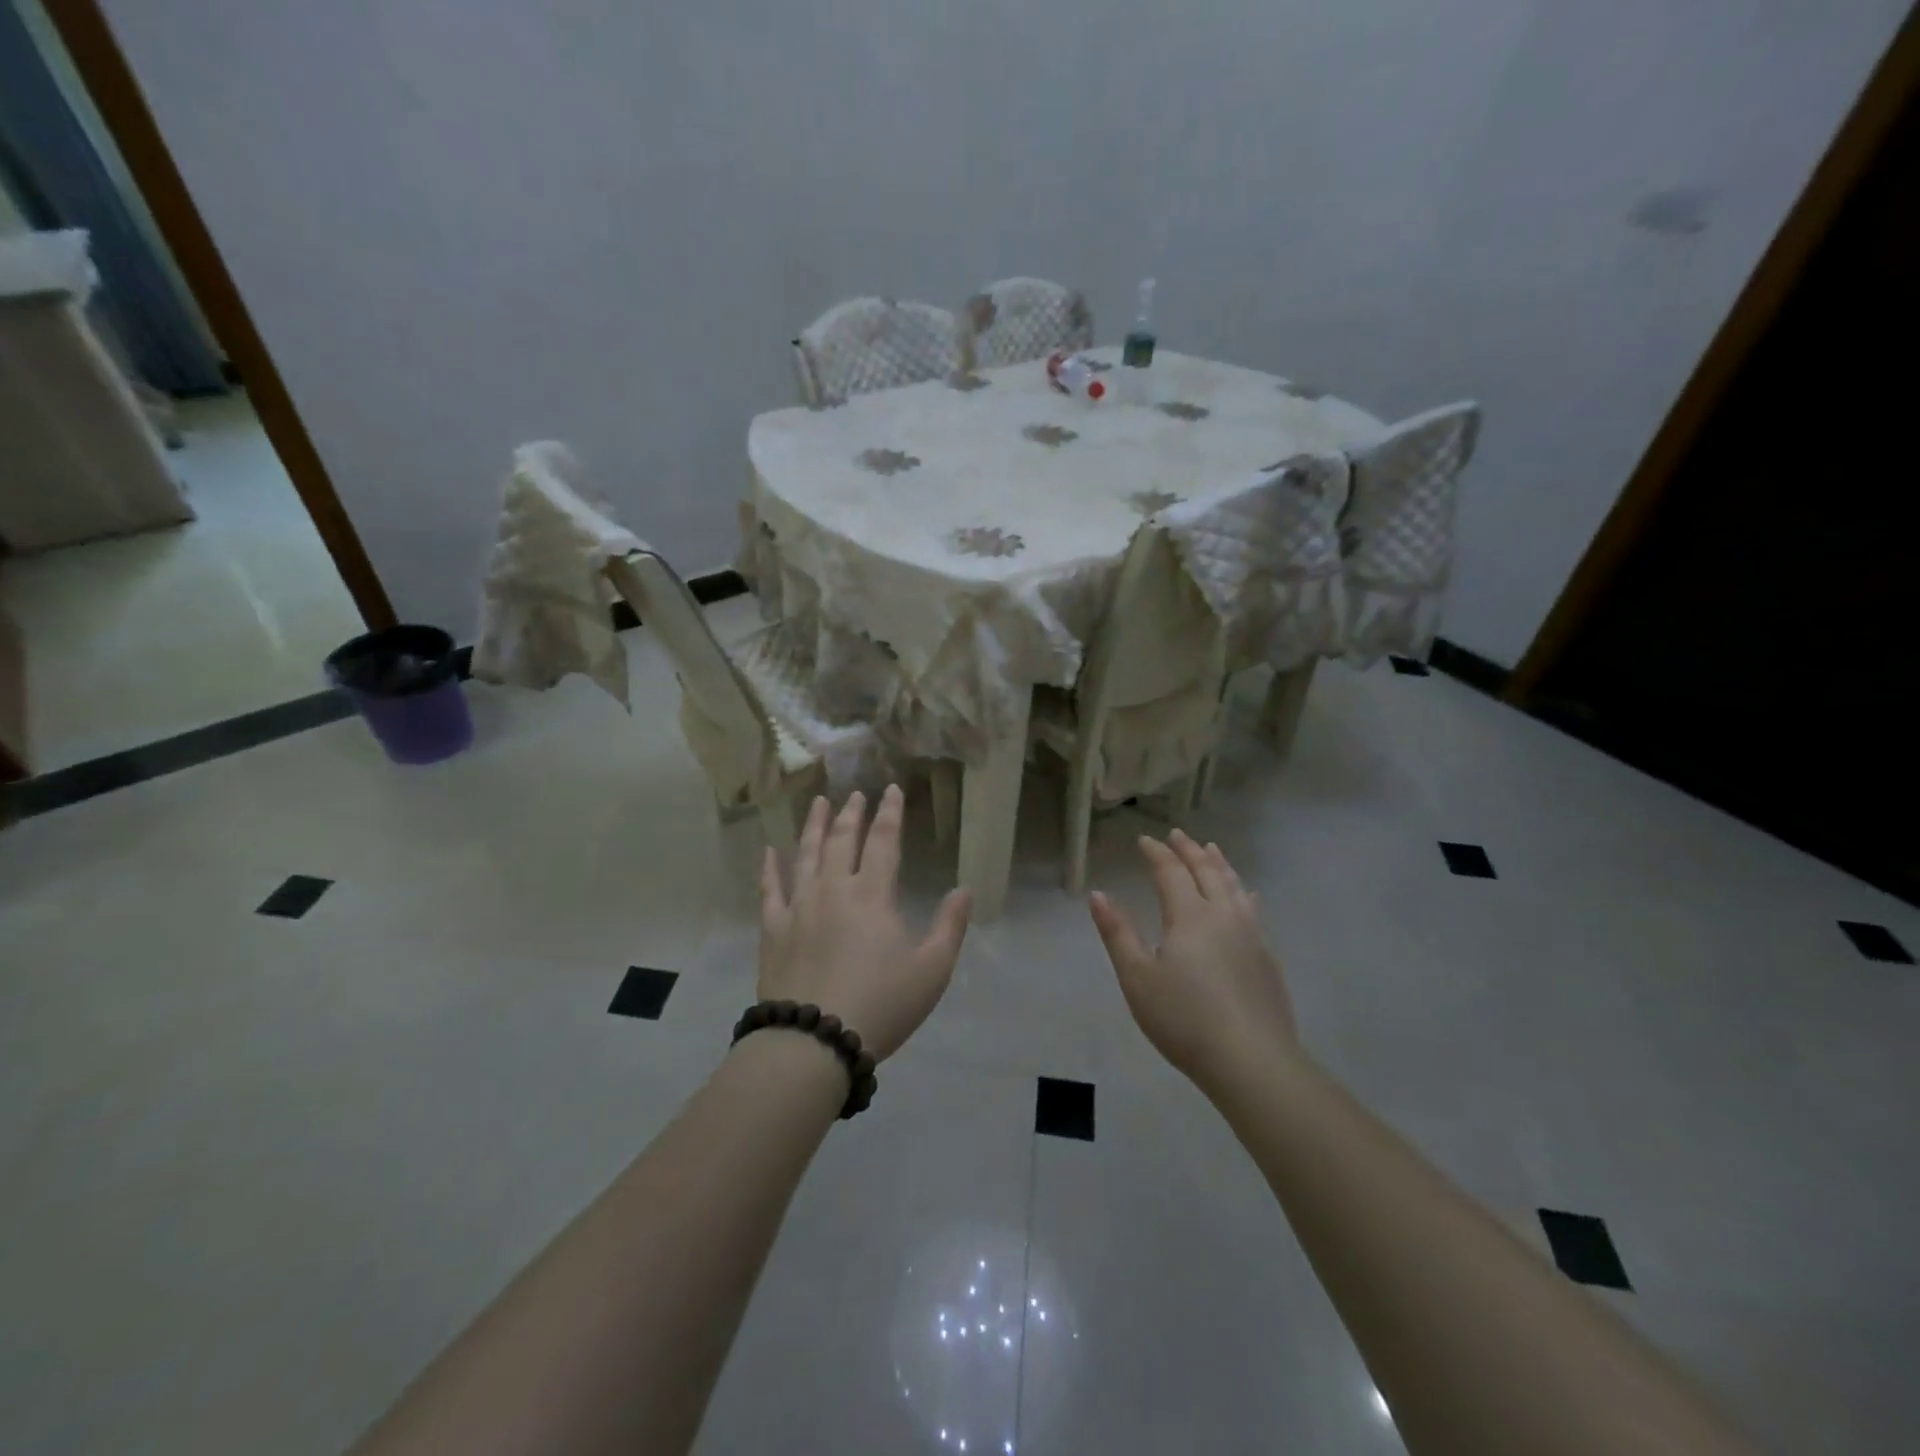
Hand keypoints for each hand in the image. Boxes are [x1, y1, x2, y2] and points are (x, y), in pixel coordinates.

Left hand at [759, 786, 971, 1060]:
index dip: (890, 813)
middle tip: (856, 793)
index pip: (883, 841)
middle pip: (841, 840)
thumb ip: (950, 926)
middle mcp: (834, 889)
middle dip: (851, 813)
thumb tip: (964, 889)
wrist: (814, 1041)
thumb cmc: (881, 1005)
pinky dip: (769, 868)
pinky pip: (770, 890)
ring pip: (806, 855)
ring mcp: (799, 907)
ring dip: (813, 826)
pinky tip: (769, 851)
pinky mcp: (773, 930)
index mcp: (873, 895)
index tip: (891, 789)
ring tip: (818, 803)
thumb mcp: (932, 971)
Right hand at [1089, 830, 1296, 1089]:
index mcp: (1190, 916)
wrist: (1252, 1061)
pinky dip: (1241, 891)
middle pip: (1207, 871)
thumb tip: (1098, 895)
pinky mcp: (1267, 957)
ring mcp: (1251, 935)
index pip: (1171, 872)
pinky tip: (1246, 896)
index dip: (1156, 853)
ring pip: (1234, 886)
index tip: (1144, 840)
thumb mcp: (1137, 978)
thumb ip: (1118, 933)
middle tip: (1178, 835)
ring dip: (1219, 864)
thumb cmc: (1184, 1019)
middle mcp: (1224, 915)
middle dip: (1189, 850)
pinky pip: (1252, 908)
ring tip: (1212, 850)